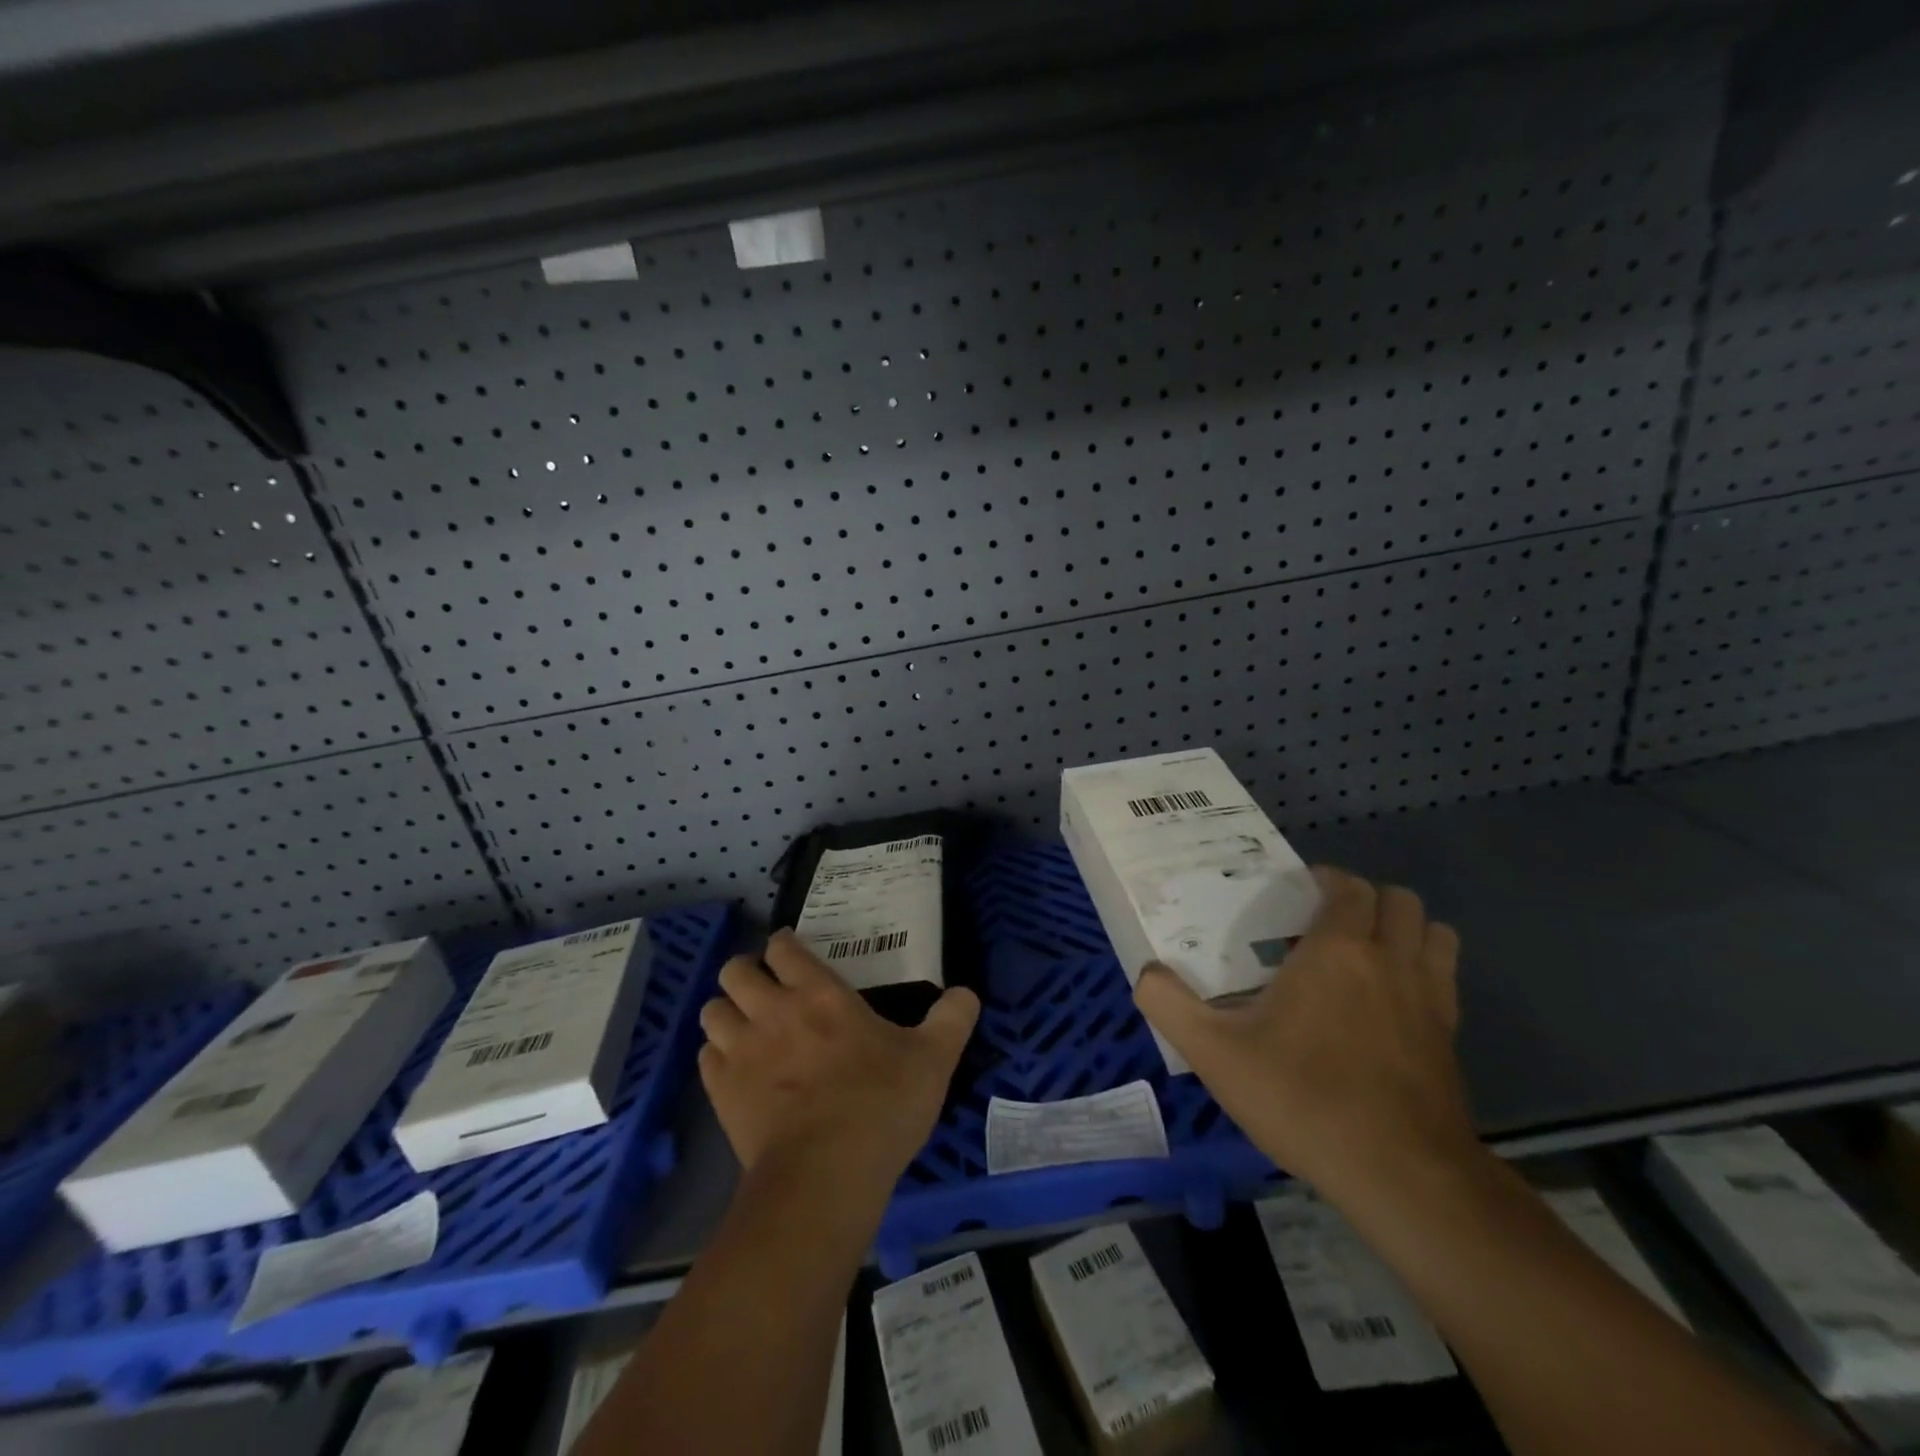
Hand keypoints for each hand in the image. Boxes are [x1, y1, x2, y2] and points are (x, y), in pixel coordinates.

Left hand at [698, 930, 979, 1191]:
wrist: (824, 1177)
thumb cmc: (880, 1106)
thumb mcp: (933, 1060)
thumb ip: (952, 1019)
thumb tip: (967, 992)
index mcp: (820, 993)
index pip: (783, 947)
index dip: (784, 944)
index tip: (793, 952)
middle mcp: (772, 1011)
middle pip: (734, 970)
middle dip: (747, 973)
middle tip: (767, 989)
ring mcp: (741, 1051)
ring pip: (712, 1010)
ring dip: (728, 1012)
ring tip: (747, 1027)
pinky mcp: (721, 1092)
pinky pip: (705, 1057)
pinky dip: (718, 1056)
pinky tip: (738, 1070)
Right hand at [1133, 866, 1473, 1201]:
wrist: (1400, 1176)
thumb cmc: (1303, 1098)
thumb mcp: (1215, 1053)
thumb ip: (1170, 1005)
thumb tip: (1146, 974)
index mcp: (1337, 951)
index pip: (1348, 887)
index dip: (1327, 880)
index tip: (1298, 892)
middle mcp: (1390, 961)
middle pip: (1400, 901)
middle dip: (1368, 899)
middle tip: (1328, 923)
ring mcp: (1430, 1000)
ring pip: (1436, 935)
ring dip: (1406, 931)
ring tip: (1367, 953)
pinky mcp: (1450, 1041)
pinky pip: (1445, 981)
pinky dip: (1424, 973)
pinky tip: (1390, 1005)